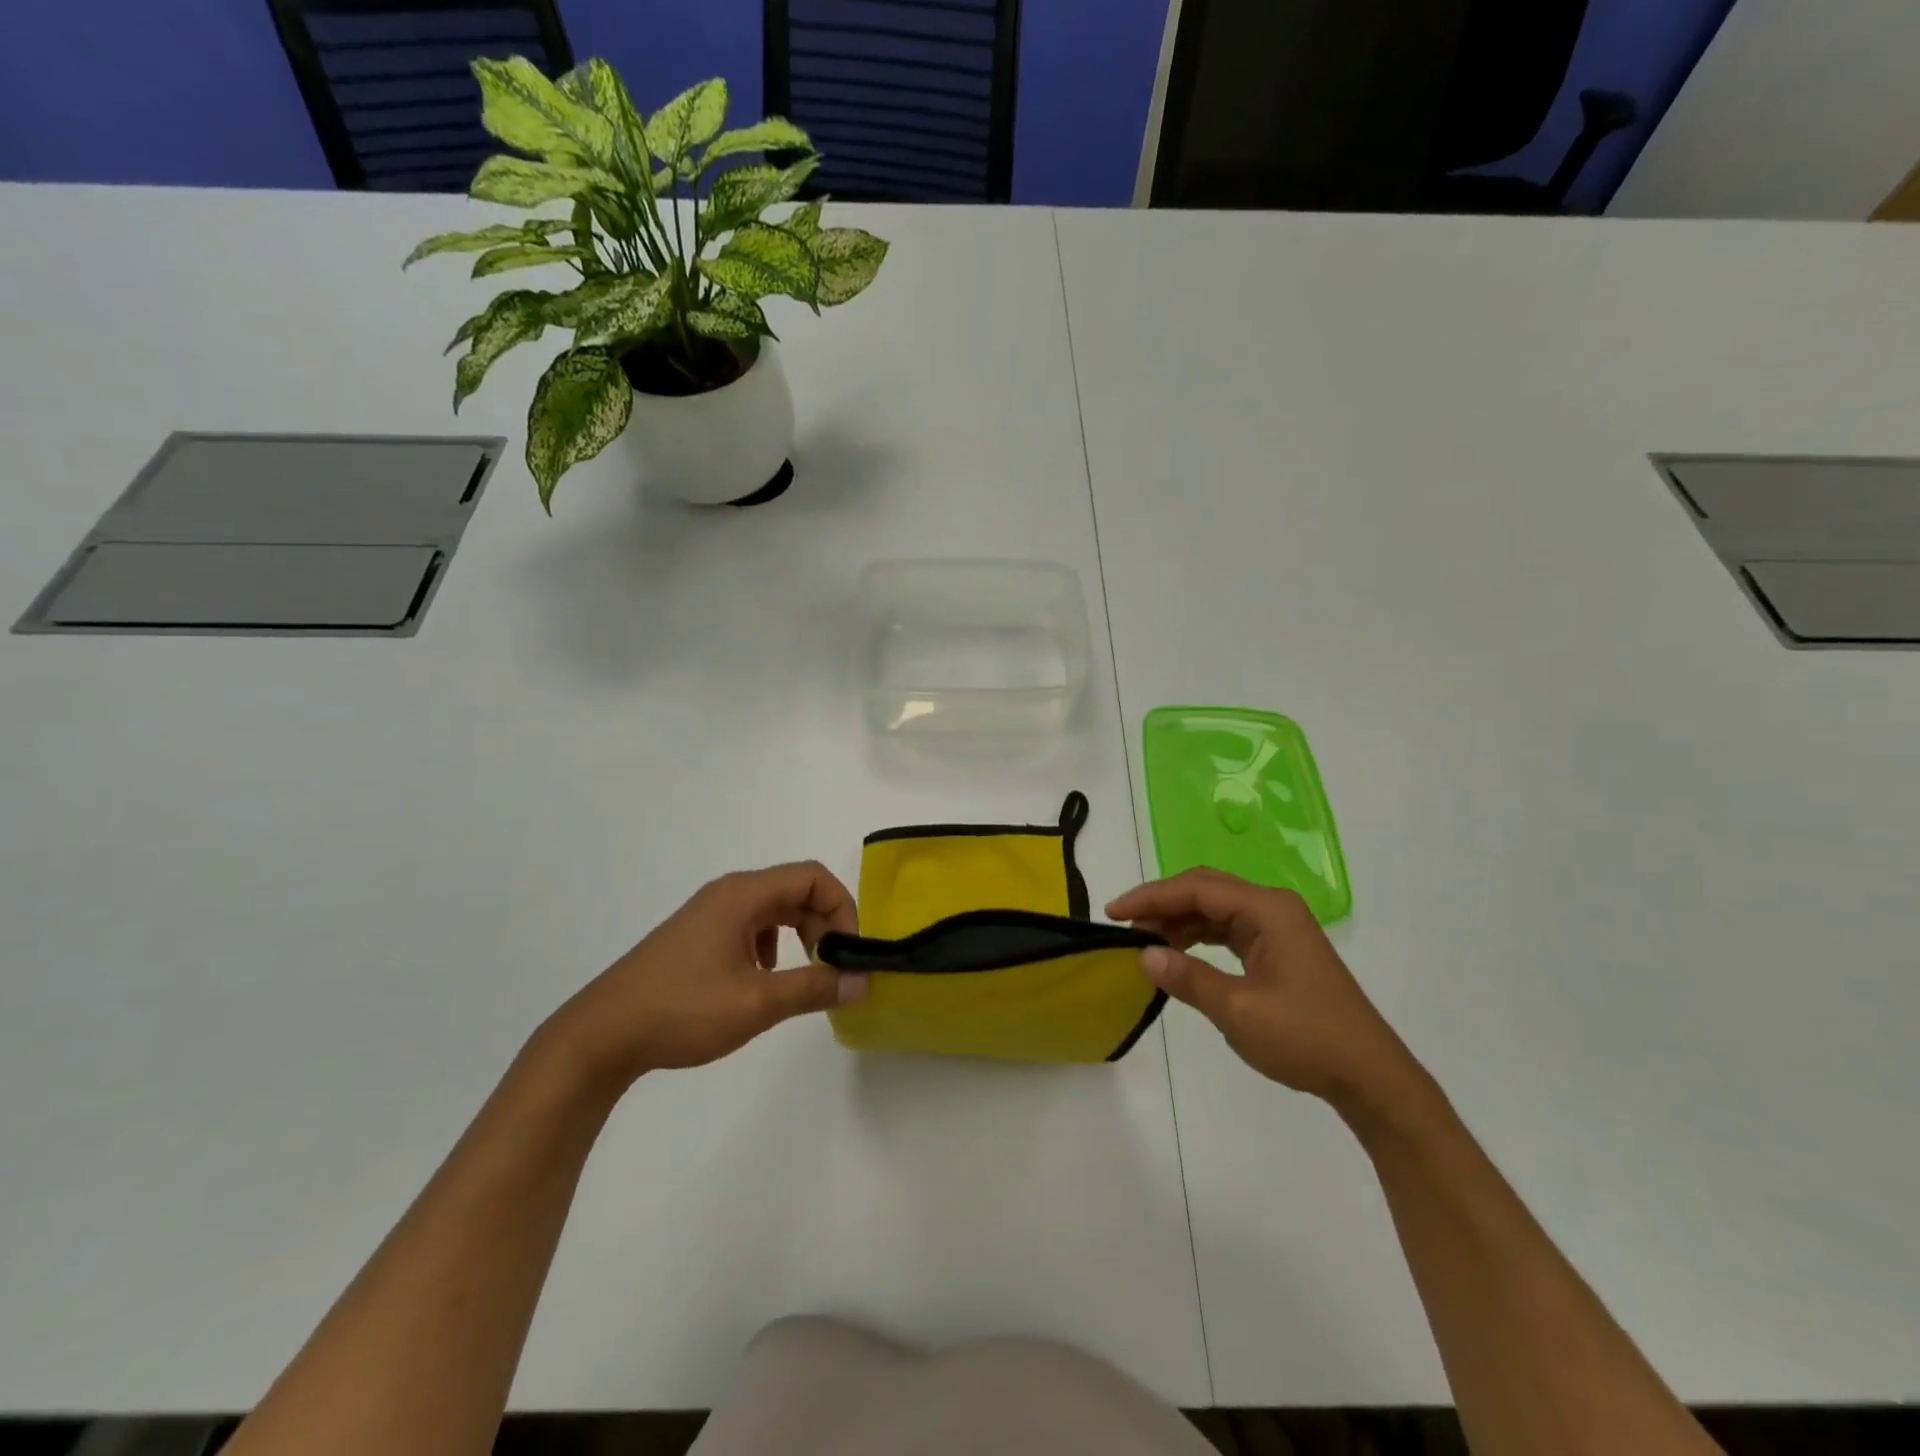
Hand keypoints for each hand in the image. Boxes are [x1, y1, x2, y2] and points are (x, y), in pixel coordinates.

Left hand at [545, 862, 866, 1086]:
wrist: (601, 1034)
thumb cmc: (682, 1010)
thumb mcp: (757, 1003)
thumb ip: (814, 988)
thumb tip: (863, 982)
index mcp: (743, 894)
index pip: (813, 877)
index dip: (842, 907)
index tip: (849, 951)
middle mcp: (729, 892)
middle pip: (796, 889)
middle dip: (824, 923)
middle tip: (831, 967)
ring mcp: (710, 912)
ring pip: (774, 908)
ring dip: (801, 934)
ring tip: (803, 974)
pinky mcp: (697, 934)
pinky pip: (752, 924)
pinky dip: (773, 944)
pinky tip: (763, 978)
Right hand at [1107, 869, 1420, 1111]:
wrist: (1369, 1077)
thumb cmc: (1306, 1037)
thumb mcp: (1238, 1010)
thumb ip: (1188, 978)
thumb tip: (1143, 955)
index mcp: (1267, 909)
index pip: (1197, 888)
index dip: (1151, 896)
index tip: (1113, 912)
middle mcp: (1272, 908)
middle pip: (1205, 891)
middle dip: (1162, 904)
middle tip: (1124, 926)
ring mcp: (1277, 928)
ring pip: (1214, 910)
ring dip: (1178, 922)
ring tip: (1143, 942)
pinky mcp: (1277, 949)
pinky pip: (1227, 931)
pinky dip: (1197, 938)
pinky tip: (1176, 954)